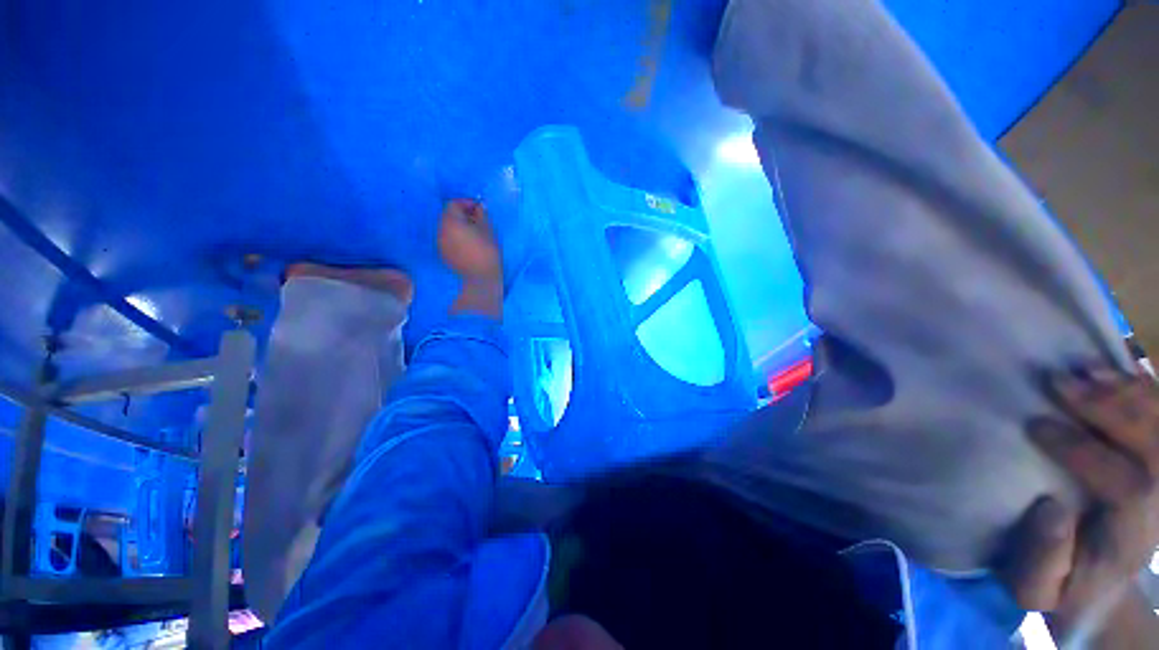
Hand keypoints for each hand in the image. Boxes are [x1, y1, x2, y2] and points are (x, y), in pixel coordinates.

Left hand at [438, 199, 503, 318]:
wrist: (481, 280)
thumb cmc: (487, 253)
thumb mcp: (488, 230)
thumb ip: (482, 214)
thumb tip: (479, 207)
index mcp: (451, 222)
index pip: (454, 204)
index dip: (467, 203)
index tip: (480, 209)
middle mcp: (440, 230)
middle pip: (448, 216)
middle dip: (462, 215)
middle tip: (478, 221)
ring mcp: (440, 244)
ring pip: (447, 229)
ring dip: (459, 227)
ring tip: (474, 235)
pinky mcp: (443, 256)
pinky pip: (448, 240)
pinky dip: (456, 239)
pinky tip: (469, 246)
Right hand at [999, 369, 1158, 637]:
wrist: (1098, 589)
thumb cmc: (1058, 588)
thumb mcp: (1034, 591)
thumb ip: (1041, 561)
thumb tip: (1052, 506)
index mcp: (1134, 540)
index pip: (1131, 487)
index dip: (1085, 451)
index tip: (1035, 425)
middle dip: (1112, 409)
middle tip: (1061, 381)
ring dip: (1128, 392)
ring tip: (1084, 369)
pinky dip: (1147, 388)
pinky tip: (1119, 370)